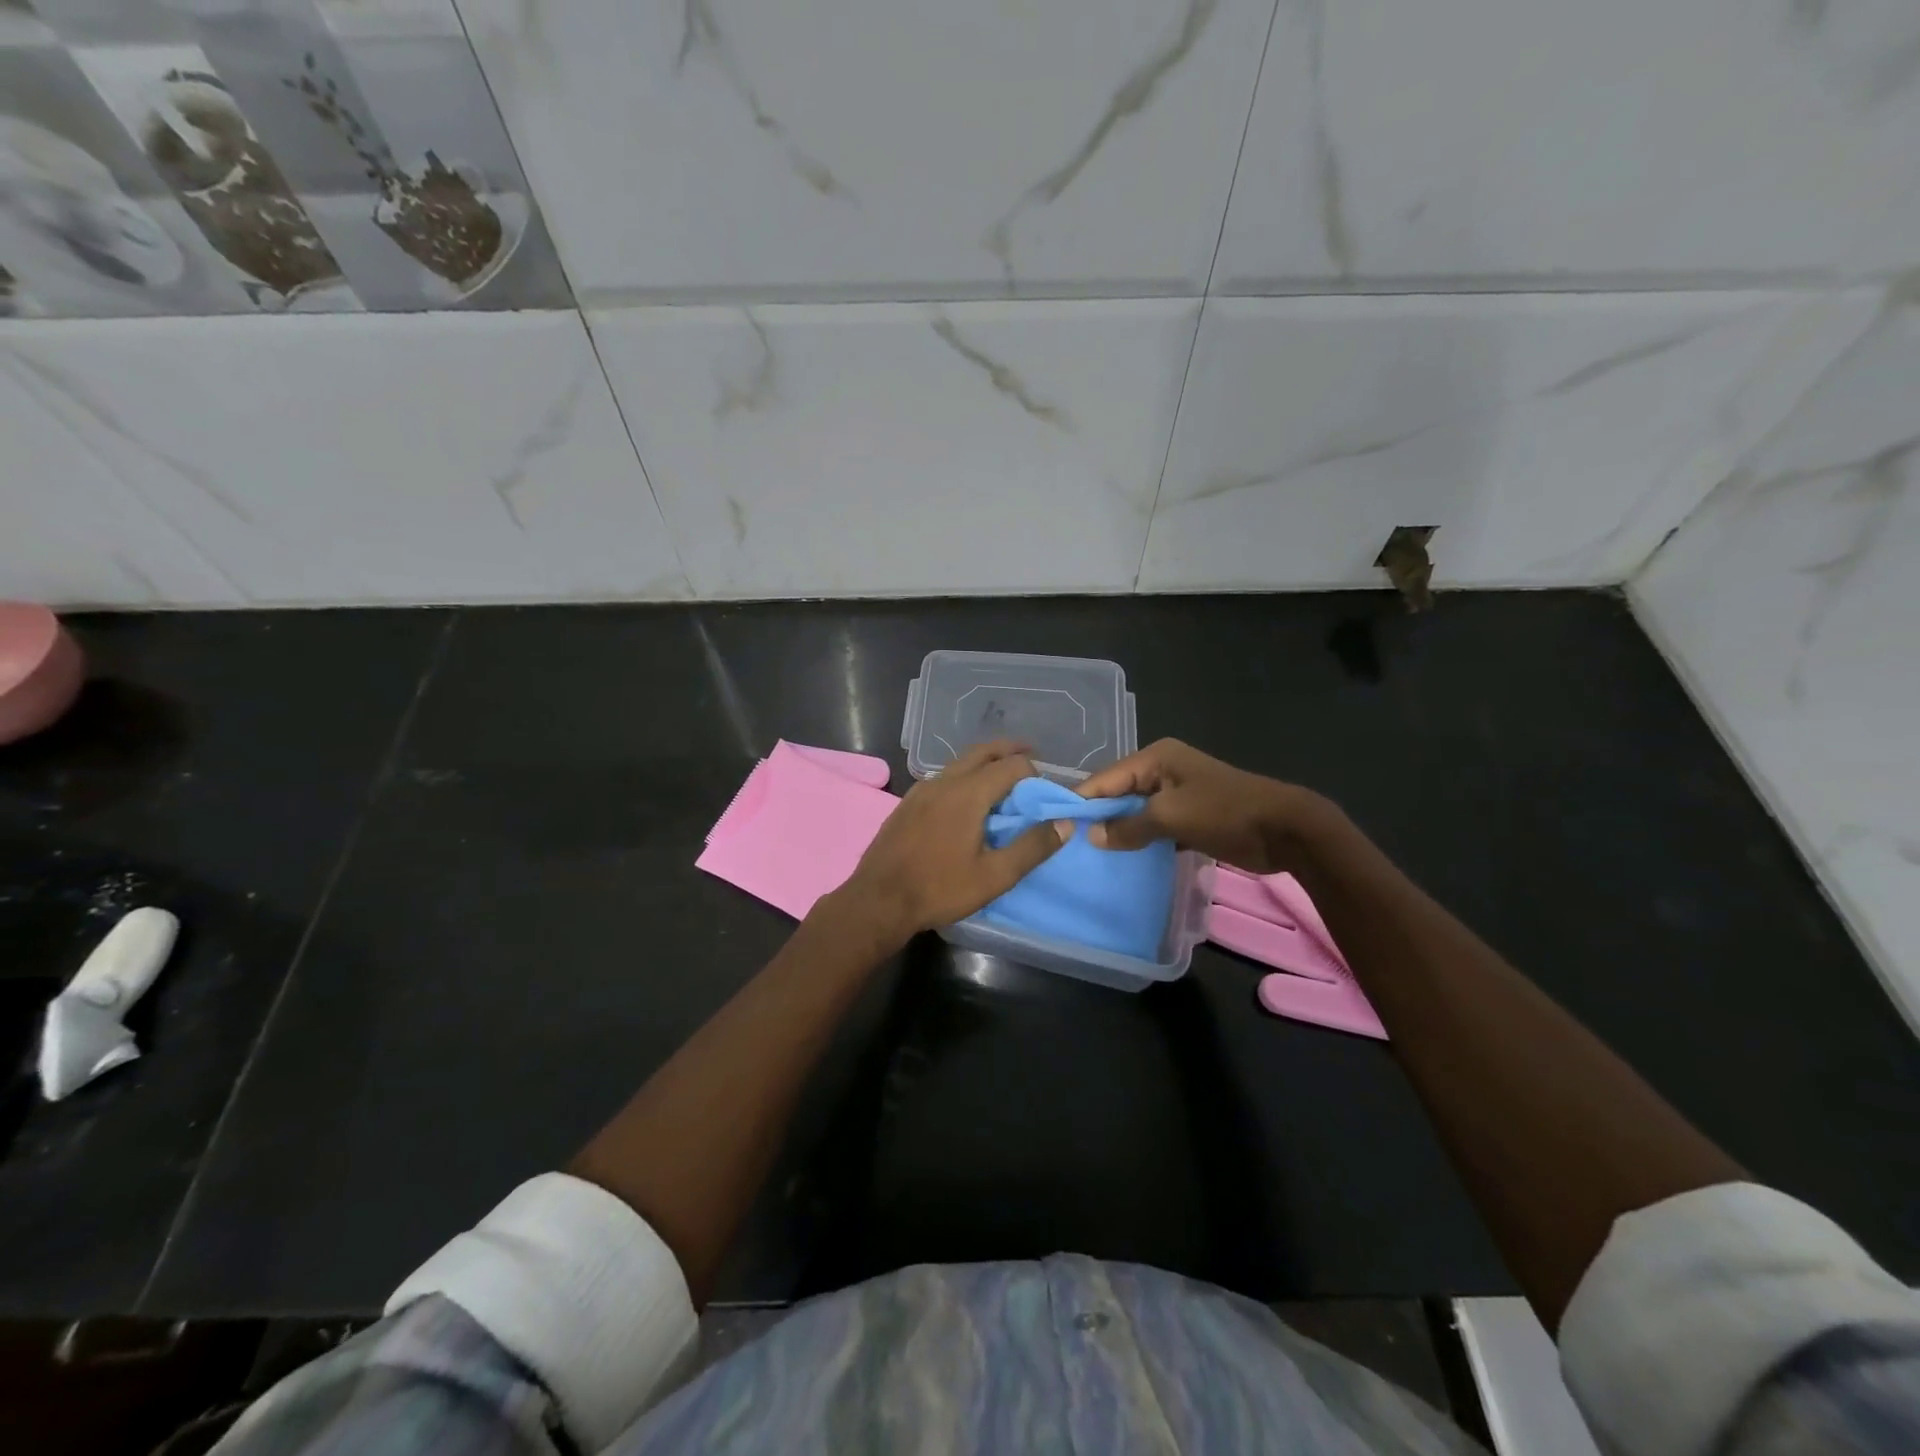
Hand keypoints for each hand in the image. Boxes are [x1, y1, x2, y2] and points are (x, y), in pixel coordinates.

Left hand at [837, 739, 1066, 944]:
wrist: (878, 900)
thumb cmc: (939, 889)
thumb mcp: (994, 876)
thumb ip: (1032, 847)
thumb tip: (1065, 823)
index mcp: (968, 793)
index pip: (1011, 765)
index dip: (1034, 774)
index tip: (1044, 792)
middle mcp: (944, 781)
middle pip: (983, 752)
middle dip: (1009, 751)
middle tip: (1031, 757)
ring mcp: (921, 790)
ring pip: (959, 763)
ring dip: (985, 763)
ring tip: (1002, 780)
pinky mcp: (907, 803)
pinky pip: (942, 778)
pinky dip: (963, 777)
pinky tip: (965, 801)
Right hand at [1076, 738, 1321, 873]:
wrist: (1286, 829)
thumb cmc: (1224, 812)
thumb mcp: (1170, 817)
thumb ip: (1128, 826)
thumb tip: (1093, 837)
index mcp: (1156, 757)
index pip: (1106, 778)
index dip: (1082, 801)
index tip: (1054, 825)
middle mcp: (1163, 770)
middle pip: (1119, 793)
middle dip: (1099, 817)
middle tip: (1069, 844)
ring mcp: (1177, 793)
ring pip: (1136, 812)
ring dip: (1120, 831)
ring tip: (1090, 855)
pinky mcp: (1190, 816)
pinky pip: (1155, 826)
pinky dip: (1141, 839)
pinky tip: (1123, 859)